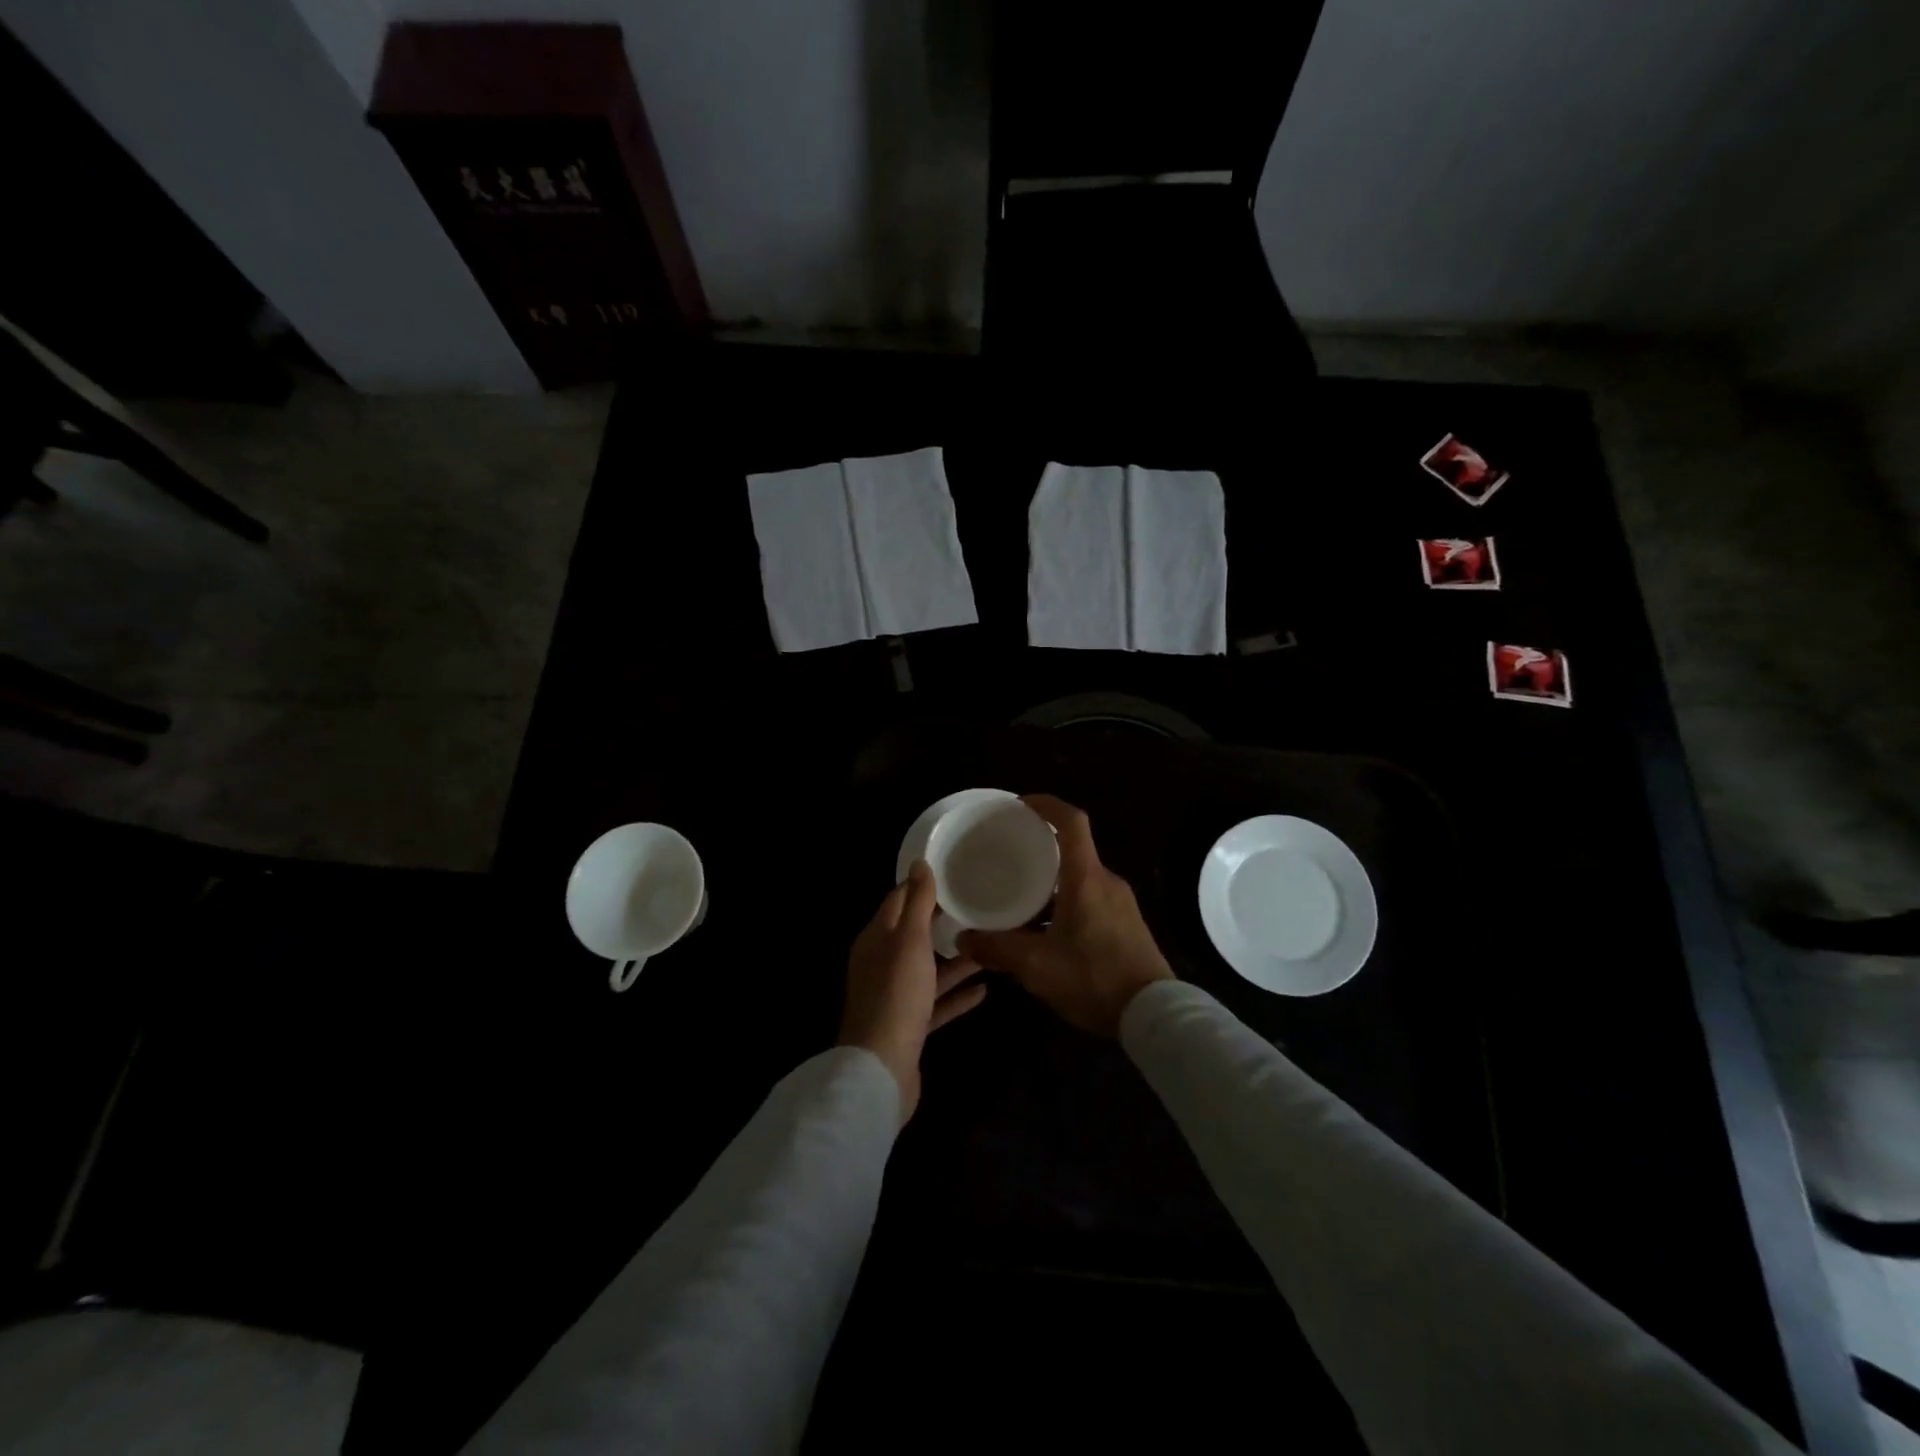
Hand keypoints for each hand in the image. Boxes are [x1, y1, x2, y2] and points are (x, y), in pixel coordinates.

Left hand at [839, 860, 986, 1121]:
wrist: (881, 1068)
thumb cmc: (896, 994)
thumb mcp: (909, 940)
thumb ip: (917, 902)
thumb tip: (919, 862)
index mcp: (877, 938)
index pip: (898, 900)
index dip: (922, 885)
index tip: (952, 873)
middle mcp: (882, 963)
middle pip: (914, 935)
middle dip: (941, 921)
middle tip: (977, 906)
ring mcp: (895, 996)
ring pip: (928, 969)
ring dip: (955, 959)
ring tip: (988, 944)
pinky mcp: (909, 1025)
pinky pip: (936, 1002)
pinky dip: (956, 995)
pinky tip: (985, 990)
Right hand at [957, 795, 1172, 1037]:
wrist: (1154, 1016)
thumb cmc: (1094, 979)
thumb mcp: (1037, 967)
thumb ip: (997, 949)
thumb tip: (963, 939)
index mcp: (1086, 878)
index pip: (1071, 822)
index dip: (1046, 805)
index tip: (1020, 805)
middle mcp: (1107, 881)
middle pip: (1073, 850)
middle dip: (1041, 848)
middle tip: (1008, 857)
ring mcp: (1121, 903)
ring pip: (1081, 878)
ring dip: (1052, 881)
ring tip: (1020, 897)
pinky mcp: (1127, 924)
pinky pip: (1092, 898)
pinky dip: (1066, 901)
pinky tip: (1047, 930)